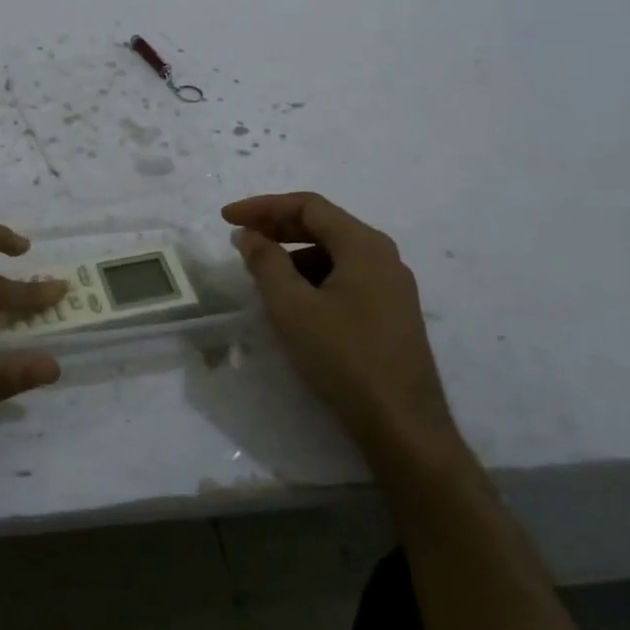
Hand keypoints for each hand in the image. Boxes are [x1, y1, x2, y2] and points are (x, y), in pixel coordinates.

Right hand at [223, 192, 461, 478]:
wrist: (402, 423)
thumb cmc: (343, 357)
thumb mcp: (292, 307)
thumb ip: (266, 263)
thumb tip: (250, 235)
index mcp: (364, 245)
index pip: (308, 206)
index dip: (263, 207)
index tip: (227, 219)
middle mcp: (383, 256)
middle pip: (324, 225)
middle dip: (277, 227)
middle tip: (240, 239)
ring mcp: (392, 286)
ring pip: (334, 253)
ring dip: (294, 254)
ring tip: (262, 274)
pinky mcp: (391, 312)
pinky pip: (345, 277)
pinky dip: (313, 277)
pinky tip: (294, 301)